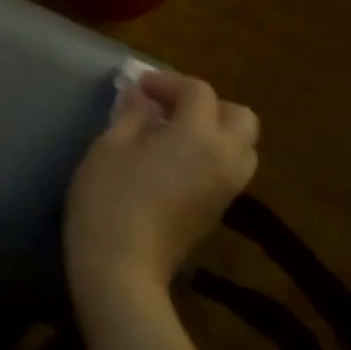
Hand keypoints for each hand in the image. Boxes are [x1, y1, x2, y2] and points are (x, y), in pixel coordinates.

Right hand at [64, 72, 258, 298]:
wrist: (121, 267)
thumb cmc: (109, 198)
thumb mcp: (110, 146)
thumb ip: (131, 115)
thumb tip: (141, 98)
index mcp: (199, 136)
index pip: (198, 92)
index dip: (168, 82)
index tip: (139, 86)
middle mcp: (226, 158)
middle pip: (239, 117)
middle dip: (208, 104)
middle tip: (169, 107)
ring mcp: (227, 189)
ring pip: (241, 146)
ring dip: (214, 131)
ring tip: (172, 134)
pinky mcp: (218, 212)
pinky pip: (229, 170)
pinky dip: (210, 155)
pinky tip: (173, 162)